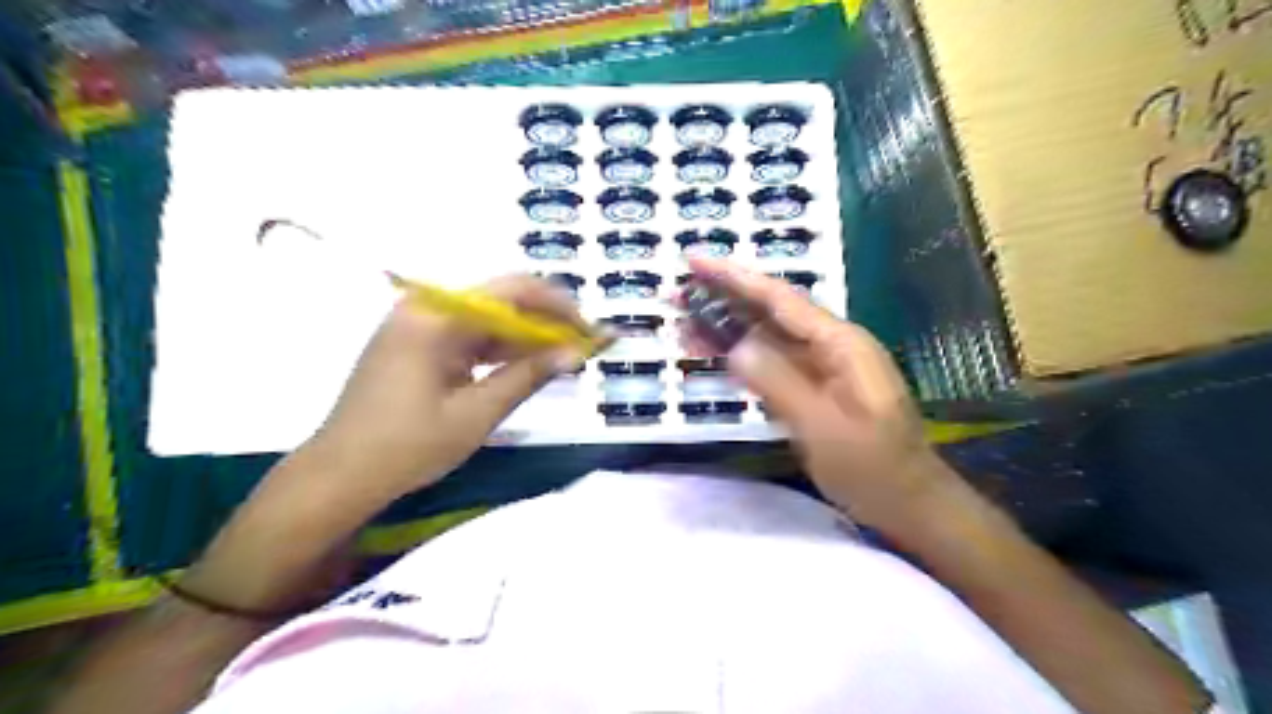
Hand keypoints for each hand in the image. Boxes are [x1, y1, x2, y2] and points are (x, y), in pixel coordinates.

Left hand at [305, 274, 586, 500]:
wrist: (340, 476)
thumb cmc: (407, 446)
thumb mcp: (476, 413)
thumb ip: (528, 375)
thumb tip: (576, 353)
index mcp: (437, 317)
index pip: (512, 290)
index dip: (559, 305)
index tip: (590, 329)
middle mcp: (427, 309)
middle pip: (501, 301)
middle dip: (547, 322)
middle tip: (584, 346)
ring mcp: (420, 327)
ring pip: (489, 320)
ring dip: (527, 337)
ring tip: (566, 357)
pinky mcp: (418, 346)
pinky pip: (470, 338)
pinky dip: (501, 351)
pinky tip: (528, 364)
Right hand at [687, 257, 954, 528]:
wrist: (909, 503)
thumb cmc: (873, 468)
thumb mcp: (823, 427)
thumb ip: (779, 383)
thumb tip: (735, 347)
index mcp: (839, 343)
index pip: (779, 299)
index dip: (734, 278)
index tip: (695, 261)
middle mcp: (830, 345)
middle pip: (770, 312)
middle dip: (724, 299)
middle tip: (677, 296)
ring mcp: (822, 367)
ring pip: (767, 338)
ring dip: (727, 329)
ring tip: (683, 325)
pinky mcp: (814, 388)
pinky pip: (772, 363)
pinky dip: (741, 358)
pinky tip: (715, 355)